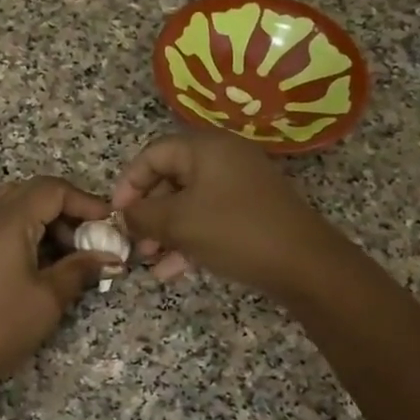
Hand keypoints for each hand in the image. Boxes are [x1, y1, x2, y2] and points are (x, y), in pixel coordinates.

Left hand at [0, 177, 120, 403]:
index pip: (52, 189)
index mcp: (6, 222)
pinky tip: (41, 265)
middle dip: (66, 208)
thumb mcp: (48, 299)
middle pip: (31, 192)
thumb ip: (81, 269)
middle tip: (90, 237)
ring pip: (14, 207)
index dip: (86, 201)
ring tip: (69, 254)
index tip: (110, 225)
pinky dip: (26, 233)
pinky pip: (0, 227)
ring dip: (45, 220)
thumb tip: (111, 257)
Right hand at [112, 132, 340, 296]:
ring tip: (148, 261)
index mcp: (205, 147)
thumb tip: (124, 215)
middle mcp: (224, 158)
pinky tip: (172, 271)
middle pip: (171, 178)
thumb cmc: (234, 231)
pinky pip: (210, 218)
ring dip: (165, 231)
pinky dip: (189, 239)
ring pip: (189, 203)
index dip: (128, 183)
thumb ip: (142, 215)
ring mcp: (241, 184)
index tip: (115, 214)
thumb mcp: (179, 223)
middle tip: (133, 241)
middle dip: (147, 213)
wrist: (304, 263)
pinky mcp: (252, 210)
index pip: (152, 154)